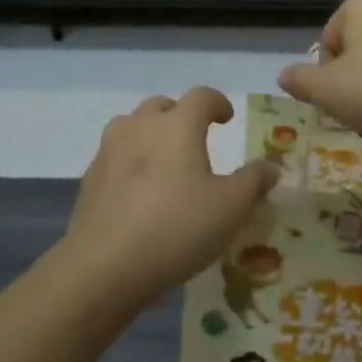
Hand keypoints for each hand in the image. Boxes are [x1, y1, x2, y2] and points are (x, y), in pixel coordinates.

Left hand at [59, 88, 280, 310]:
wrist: (104, 265)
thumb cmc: (176, 228)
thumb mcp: (230, 209)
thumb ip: (253, 182)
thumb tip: (271, 166)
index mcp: (177, 124)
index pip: (201, 96)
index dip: (217, 102)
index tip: (226, 118)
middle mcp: (141, 125)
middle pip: (162, 106)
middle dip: (181, 116)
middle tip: (195, 140)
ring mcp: (110, 149)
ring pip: (133, 126)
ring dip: (150, 134)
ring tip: (164, 161)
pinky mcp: (91, 177)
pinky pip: (115, 156)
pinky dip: (129, 162)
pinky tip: (138, 192)